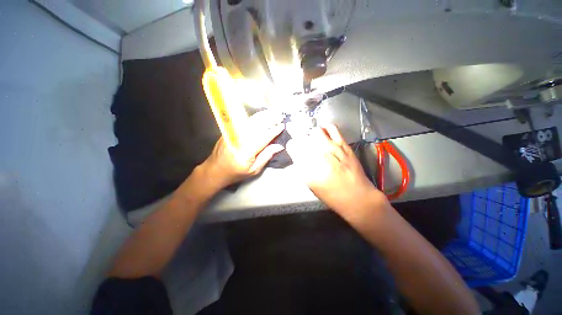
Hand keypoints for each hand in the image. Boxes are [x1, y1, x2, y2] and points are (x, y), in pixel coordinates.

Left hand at [199, 109, 284, 190]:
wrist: (215, 169)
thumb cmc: (236, 172)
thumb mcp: (254, 170)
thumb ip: (266, 156)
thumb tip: (278, 146)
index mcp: (247, 151)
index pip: (263, 137)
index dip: (274, 131)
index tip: (282, 126)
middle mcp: (239, 139)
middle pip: (257, 125)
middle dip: (270, 119)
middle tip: (280, 116)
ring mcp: (233, 133)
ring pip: (250, 121)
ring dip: (263, 116)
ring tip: (273, 112)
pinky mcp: (229, 131)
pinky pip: (244, 121)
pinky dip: (254, 118)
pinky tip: (261, 116)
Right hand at [286, 124, 388, 222]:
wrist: (356, 196)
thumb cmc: (331, 195)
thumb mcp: (310, 183)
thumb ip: (302, 167)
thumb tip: (298, 155)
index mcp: (307, 165)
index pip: (293, 146)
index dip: (292, 146)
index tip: (293, 147)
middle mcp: (318, 153)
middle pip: (303, 136)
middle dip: (300, 137)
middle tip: (303, 142)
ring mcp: (332, 147)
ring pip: (316, 130)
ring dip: (312, 133)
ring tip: (314, 138)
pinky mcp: (343, 144)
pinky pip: (332, 129)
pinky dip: (326, 128)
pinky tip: (325, 134)